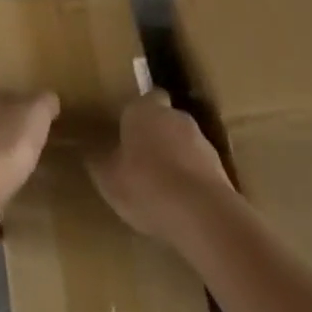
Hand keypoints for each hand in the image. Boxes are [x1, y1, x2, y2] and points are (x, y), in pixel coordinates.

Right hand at [86, 97, 235, 241]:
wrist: (201, 213)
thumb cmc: (145, 185)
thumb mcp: (108, 178)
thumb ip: (100, 162)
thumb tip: (90, 152)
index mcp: (144, 109)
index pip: (145, 98)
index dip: (137, 114)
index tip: (128, 132)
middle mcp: (175, 116)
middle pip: (166, 119)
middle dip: (157, 136)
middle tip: (141, 161)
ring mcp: (202, 141)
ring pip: (184, 144)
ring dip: (176, 159)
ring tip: (162, 188)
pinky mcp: (221, 169)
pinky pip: (200, 170)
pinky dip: (192, 181)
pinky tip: (181, 205)